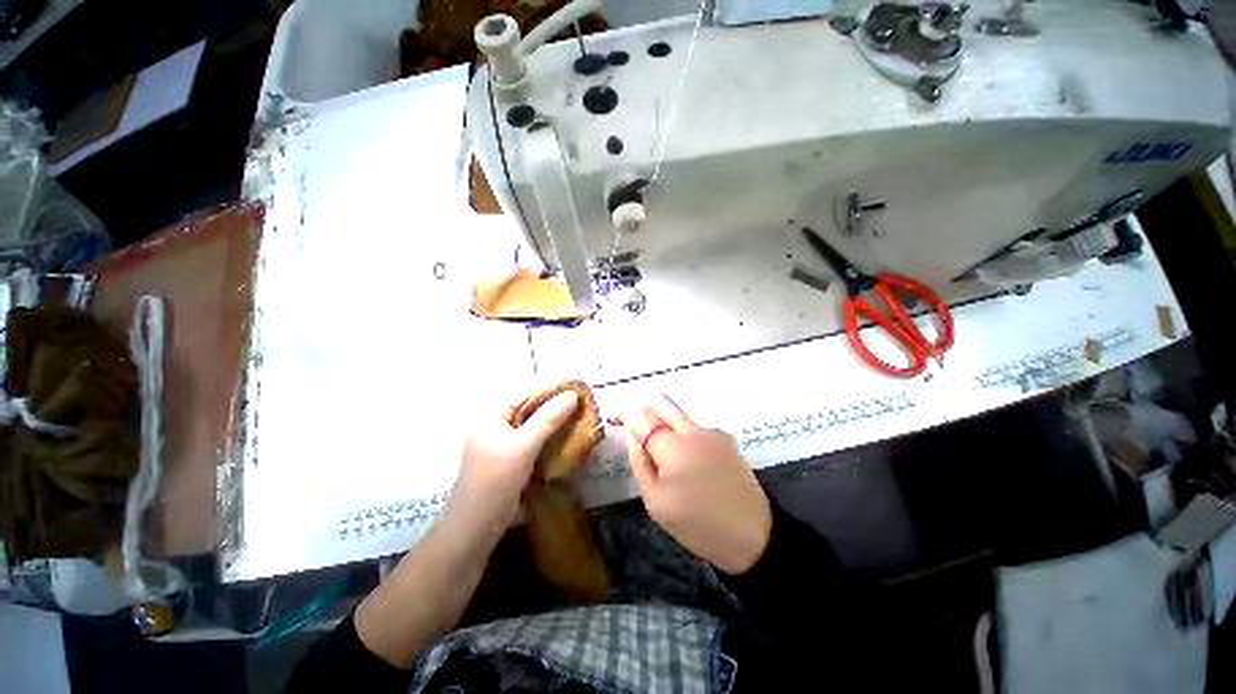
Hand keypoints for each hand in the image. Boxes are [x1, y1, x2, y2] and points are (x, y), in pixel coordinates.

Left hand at [446, 391, 579, 539]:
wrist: (476, 529)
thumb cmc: (496, 481)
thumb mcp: (523, 446)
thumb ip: (548, 419)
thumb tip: (572, 395)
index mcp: (491, 419)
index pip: (523, 396)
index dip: (548, 391)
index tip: (575, 390)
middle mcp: (495, 430)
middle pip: (528, 412)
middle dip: (554, 409)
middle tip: (582, 407)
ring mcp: (503, 449)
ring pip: (533, 430)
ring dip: (554, 426)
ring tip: (579, 422)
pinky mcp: (511, 465)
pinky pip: (533, 446)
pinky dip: (549, 442)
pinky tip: (566, 443)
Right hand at [623, 396, 771, 574]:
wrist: (754, 537)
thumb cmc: (698, 525)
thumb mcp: (656, 502)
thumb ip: (640, 463)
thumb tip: (632, 436)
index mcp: (674, 447)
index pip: (642, 416)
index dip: (625, 411)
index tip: (614, 413)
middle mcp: (694, 431)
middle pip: (662, 405)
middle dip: (643, 407)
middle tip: (630, 418)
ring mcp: (714, 433)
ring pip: (679, 415)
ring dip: (663, 421)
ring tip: (656, 444)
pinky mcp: (727, 440)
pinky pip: (695, 428)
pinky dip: (682, 433)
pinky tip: (685, 456)